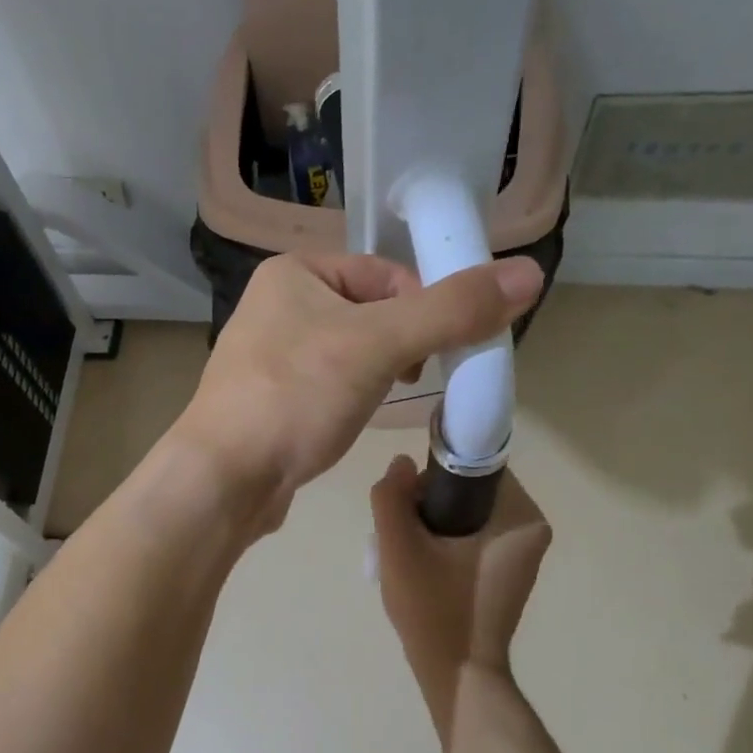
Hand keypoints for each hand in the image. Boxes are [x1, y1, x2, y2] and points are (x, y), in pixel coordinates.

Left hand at [171, 251, 542, 532]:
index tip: (445, 350)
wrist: (224, 478)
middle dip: (405, 344)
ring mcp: (268, 357)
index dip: (425, 307)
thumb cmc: (296, 397)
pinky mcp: (270, 401)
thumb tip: (529, 274)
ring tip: (387, 402)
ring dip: (382, 373)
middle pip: (370, 313)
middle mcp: (276, 306)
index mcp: (294, 273)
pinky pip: (328, 386)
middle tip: (418, 378)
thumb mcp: (380, 345)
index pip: (385, 274)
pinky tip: (355, 421)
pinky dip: (353, 398)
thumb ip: (453, 310)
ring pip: (351, 353)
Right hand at [370, 459, 552, 714]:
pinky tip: (424, 565)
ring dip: (435, 521)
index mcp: (520, 517)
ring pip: (468, 512)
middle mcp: (532, 529)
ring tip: (409, 552)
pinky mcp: (510, 571)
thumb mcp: (398, 549)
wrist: (457, 674)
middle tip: (403, 532)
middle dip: (431, 501)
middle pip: (470, 488)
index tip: (409, 500)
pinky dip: (447, 540)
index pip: (475, 464)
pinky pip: (474, 535)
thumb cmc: (433, 610)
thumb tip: (401, 463)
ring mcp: (523, 553)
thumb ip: (391, 498)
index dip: (435, 472)